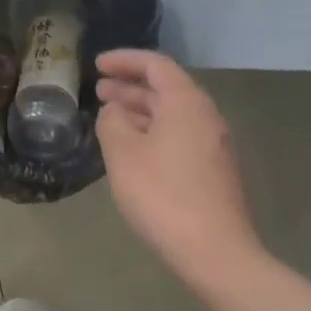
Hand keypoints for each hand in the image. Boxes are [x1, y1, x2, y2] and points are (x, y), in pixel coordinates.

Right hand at [96, 50, 259, 282]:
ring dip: (140, 110)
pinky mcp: (212, 169)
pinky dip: (152, 131)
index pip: (155, 65)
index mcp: (186, 103)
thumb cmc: (163, 194)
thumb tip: (114, 111)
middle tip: (98, 89)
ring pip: (171, 114)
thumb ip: (112, 122)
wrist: (213, 250)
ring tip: (109, 116)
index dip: (125, 60)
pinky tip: (132, 148)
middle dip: (130, 86)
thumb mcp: (123, 154)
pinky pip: (178, 135)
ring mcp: (212, 144)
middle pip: (165, 89)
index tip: (97, 64)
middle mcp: (205, 116)